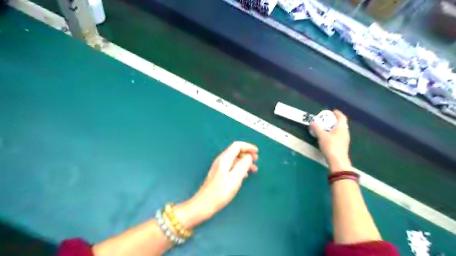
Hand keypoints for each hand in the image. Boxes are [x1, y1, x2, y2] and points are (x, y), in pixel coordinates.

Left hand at [175, 142, 257, 227]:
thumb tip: (248, 156)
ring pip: (234, 159)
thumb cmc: (221, 192)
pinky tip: (244, 175)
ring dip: (244, 161)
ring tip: (253, 169)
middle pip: (235, 151)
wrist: (204, 204)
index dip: (248, 147)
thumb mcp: (235, 178)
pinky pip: (231, 166)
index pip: (237, 146)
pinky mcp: (218, 174)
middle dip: (247, 154)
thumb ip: (243, 165)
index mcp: (224, 159)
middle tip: (256, 160)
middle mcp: (221, 160)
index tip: (257, 152)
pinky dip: (239, 167)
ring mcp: (219, 167)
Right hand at [310, 110, 351, 173]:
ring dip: (334, 127)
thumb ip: (317, 128)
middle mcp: (345, 132)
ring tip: (325, 127)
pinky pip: (338, 135)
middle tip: (327, 119)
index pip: (342, 117)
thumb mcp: (322, 136)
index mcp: (342, 128)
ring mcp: (345, 139)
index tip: (332, 111)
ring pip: (340, 130)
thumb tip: (313, 122)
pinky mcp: (342, 145)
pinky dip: (333, 133)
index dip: (337, 113)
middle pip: (341, 123)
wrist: (337, 161)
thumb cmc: (331, 146)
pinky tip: (327, 136)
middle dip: (334, 120)